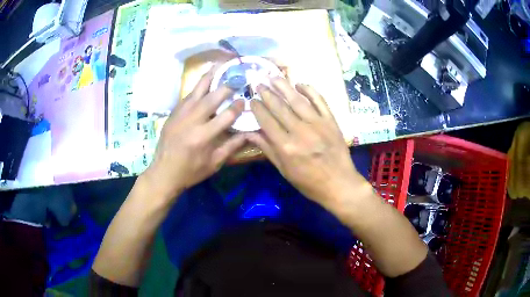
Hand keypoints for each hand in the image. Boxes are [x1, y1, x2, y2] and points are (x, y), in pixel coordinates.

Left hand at [142, 69, 245, 200]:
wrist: (163, 172)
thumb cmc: (190, 171)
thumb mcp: (214, 163)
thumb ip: (232, 146)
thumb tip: (250, 133)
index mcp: (203, 136)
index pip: (227, 115)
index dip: (239, 106)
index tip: (245, 100)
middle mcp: (192, 120)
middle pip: (213, 97)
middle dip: (228, 85)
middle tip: (238, 76)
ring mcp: (181, 114)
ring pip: (198, 89)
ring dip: (211, 76)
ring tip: (221, 64)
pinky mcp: (174, 112)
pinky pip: (189, 94)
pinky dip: (199, 85)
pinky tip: (206, 80)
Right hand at [246, 78, 369, 209]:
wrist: (339, 184)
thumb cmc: (309, 182)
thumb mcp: (284, 170)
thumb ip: (268, 149)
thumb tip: (249, 133)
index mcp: (286, 147)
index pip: (267, 121)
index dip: (257, 108)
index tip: (251, 100)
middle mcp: (300, 131)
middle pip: (280, 107)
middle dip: (267, 93)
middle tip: (259, 83)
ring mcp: (317, 124)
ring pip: (297, 100)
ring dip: (284, 86)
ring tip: (273, 77)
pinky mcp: (331, 121)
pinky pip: (319, 101)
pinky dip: (310, 90)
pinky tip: (300, 83)